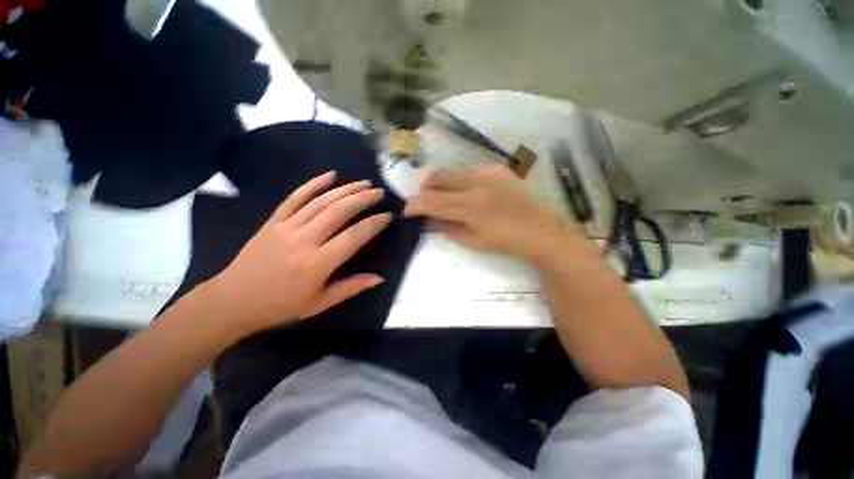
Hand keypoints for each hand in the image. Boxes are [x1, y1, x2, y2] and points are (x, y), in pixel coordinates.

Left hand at [206, 171, 391, 334]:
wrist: (232, 301)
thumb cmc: (280, 306)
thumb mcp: (320, 303)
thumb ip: (351, 288)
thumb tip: (379, 278)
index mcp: (318, 264)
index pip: (354, 236)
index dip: (373, 223)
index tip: (387, 215)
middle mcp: (304, 240)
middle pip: (339, 211)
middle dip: (363, 199)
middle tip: (379, 192)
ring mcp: (286, 227)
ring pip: (321, 201)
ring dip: (345, 189)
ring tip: (364, 183)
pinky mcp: (273, 221)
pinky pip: (295, 197)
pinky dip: (313, 184)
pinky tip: (330, 175)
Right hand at [405, 165, 578, 261]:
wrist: (539, 229)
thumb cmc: (504, 241)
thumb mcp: (471, 241)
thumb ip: (446, 227)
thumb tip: (427, 219)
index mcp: (469, 207)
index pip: (432, 201)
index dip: (415, 204)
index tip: (407, 209)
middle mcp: (476, 184)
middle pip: (437, 178)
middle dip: (424, 188)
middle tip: (423, 200)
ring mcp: (487, 172)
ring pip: (450, 170)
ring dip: (438, 181)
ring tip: (438, 193)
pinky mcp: (496, 168)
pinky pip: (466, 170)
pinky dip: (456, 179)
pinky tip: (461, 190)